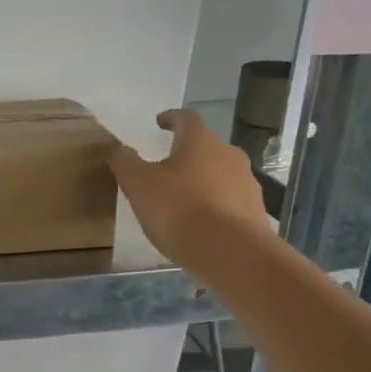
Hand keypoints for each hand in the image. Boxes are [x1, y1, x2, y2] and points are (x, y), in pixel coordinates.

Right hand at [109, 109, 271, 270]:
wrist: (230, 253)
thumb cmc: (179, 210)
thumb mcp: (139, 185)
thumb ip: (124, 162)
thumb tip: (116, 147)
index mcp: (200, 142)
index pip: (186, 118)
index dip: (171, 118)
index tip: (160, 122)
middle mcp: (228, 154)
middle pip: (206, 146)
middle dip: (187, 153)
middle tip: (167, 166)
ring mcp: (246, 182)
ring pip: (220, 173)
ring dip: (203, 179)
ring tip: (183, 198)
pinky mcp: (254, 210)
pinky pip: (230, 200)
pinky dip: (215, 204)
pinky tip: (202, 222)